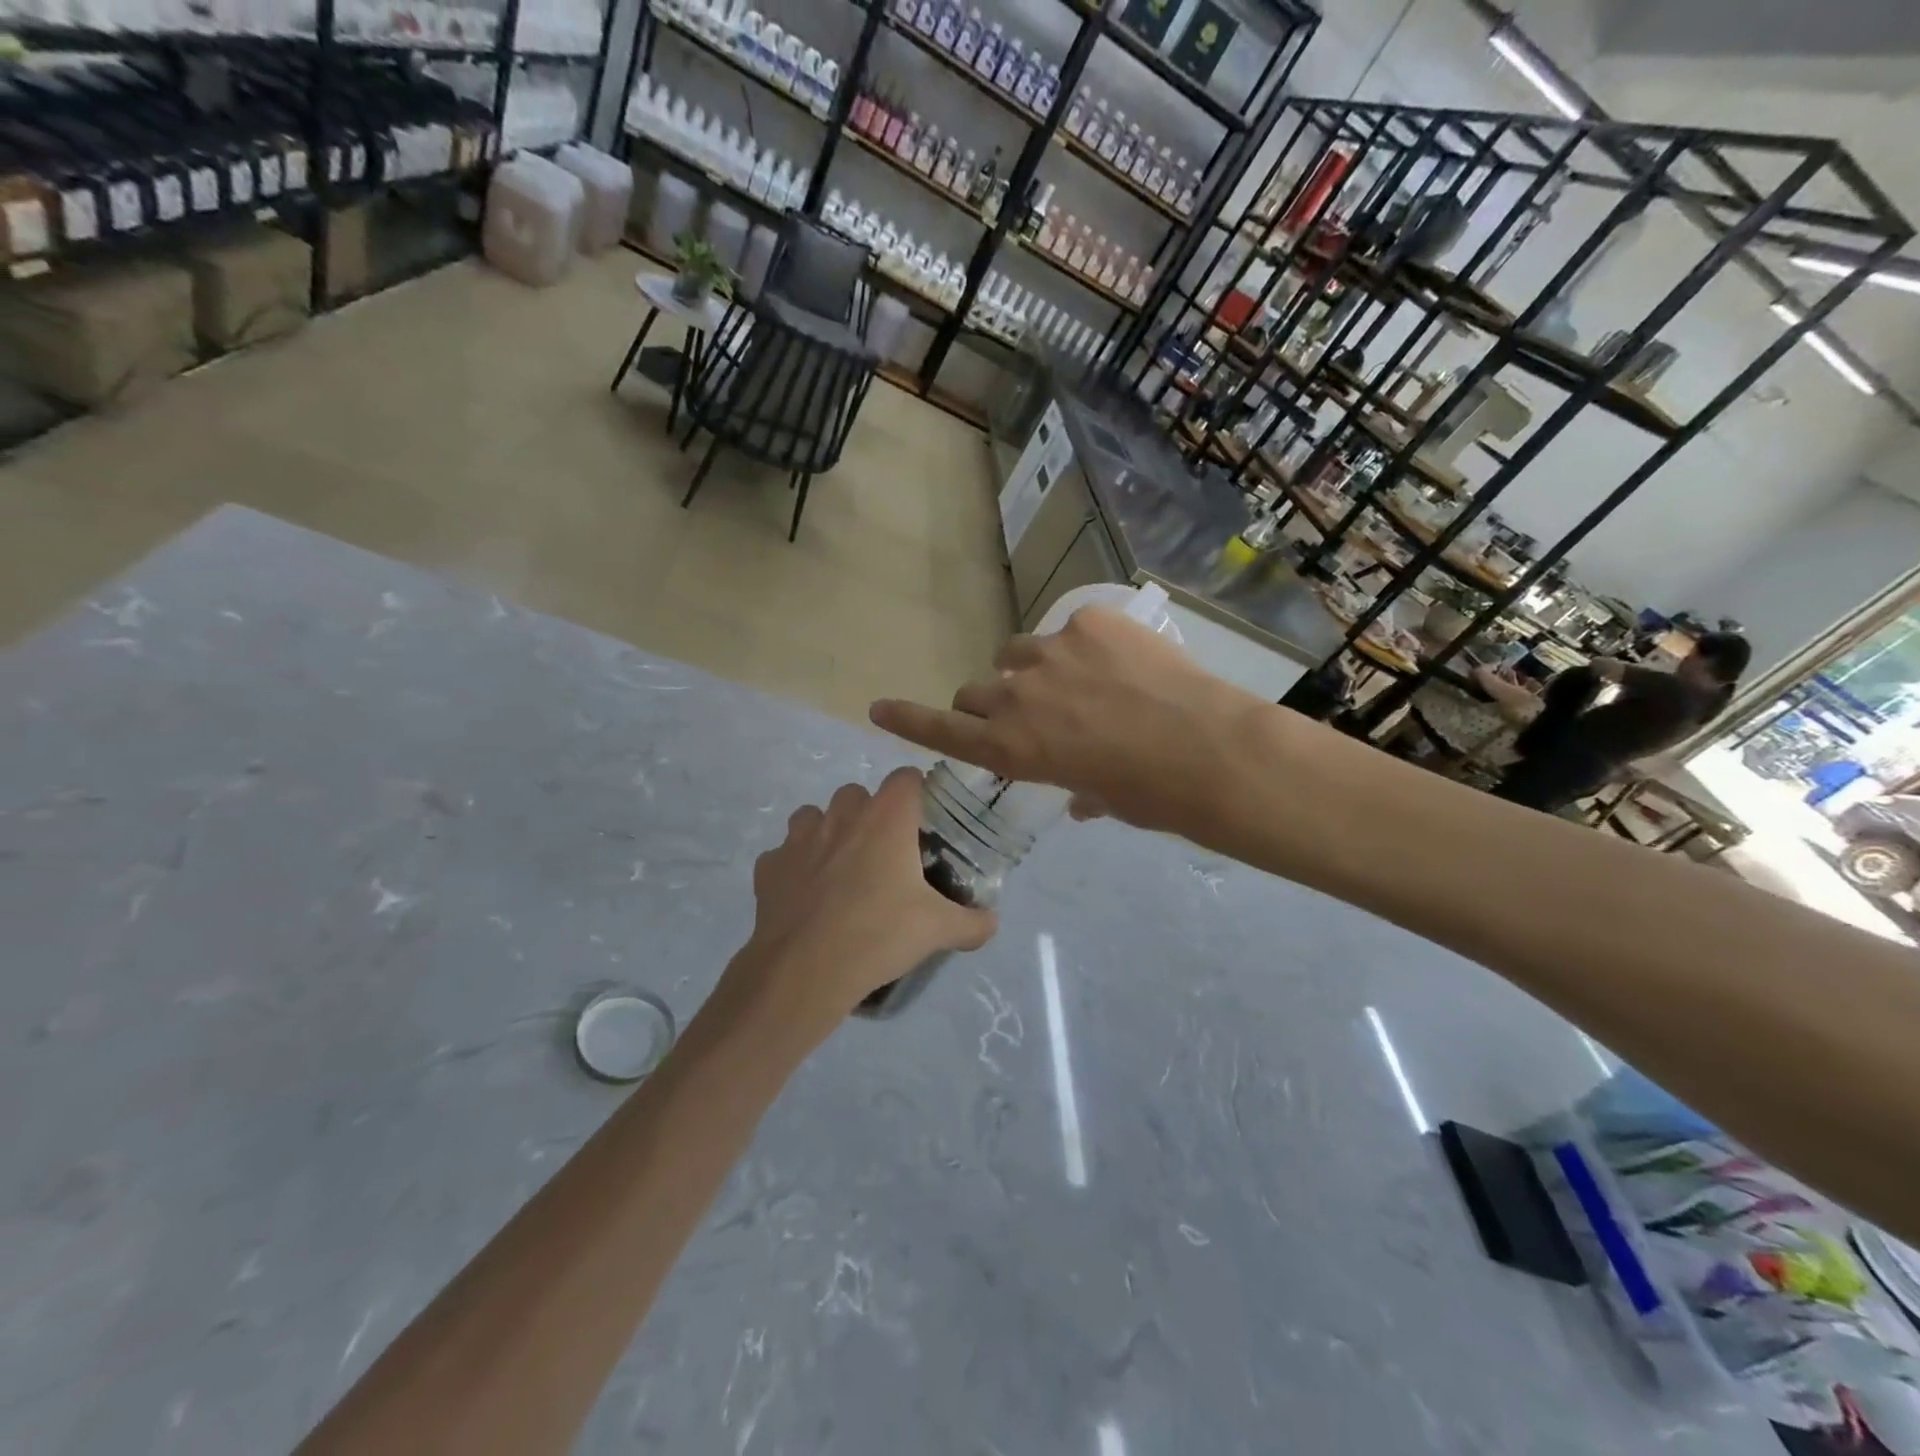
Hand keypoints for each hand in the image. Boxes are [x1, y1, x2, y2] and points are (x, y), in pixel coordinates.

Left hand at [716, 768, 996, 1039]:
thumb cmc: (879, 935)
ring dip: (829, 832)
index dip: (916, 793)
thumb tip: (991, 922)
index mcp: (887, 818)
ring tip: (841, 869)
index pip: (906, 777)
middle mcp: (842, 814)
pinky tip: (806, 896)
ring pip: (815, 815)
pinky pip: (785, 853)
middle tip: (884, 854)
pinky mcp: (769, 865)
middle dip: (870, 814)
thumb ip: (972, 922)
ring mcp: (799, 837)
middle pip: (858, 793)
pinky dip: (795, 866)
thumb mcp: (938, 930)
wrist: (805, 971)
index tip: (922, 821)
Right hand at [869, 607, 1263, 837]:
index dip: (907, 719)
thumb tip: (1082, 796)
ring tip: (1079, 682)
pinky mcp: (1088, 621)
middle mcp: (1016, 697)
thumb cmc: (1149, 795)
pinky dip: (1085, 645)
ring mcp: (1050, 652)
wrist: (1206, 748)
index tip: (878, 707)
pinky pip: (1071, 629)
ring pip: (1017, 653)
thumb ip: (1078, 789)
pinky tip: (1123, 661)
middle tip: (1030, 712)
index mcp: (1012, 749)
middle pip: (976, 691)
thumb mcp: (1102, 799)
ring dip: (1033, 669)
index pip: (942, 730)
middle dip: (992, 704)